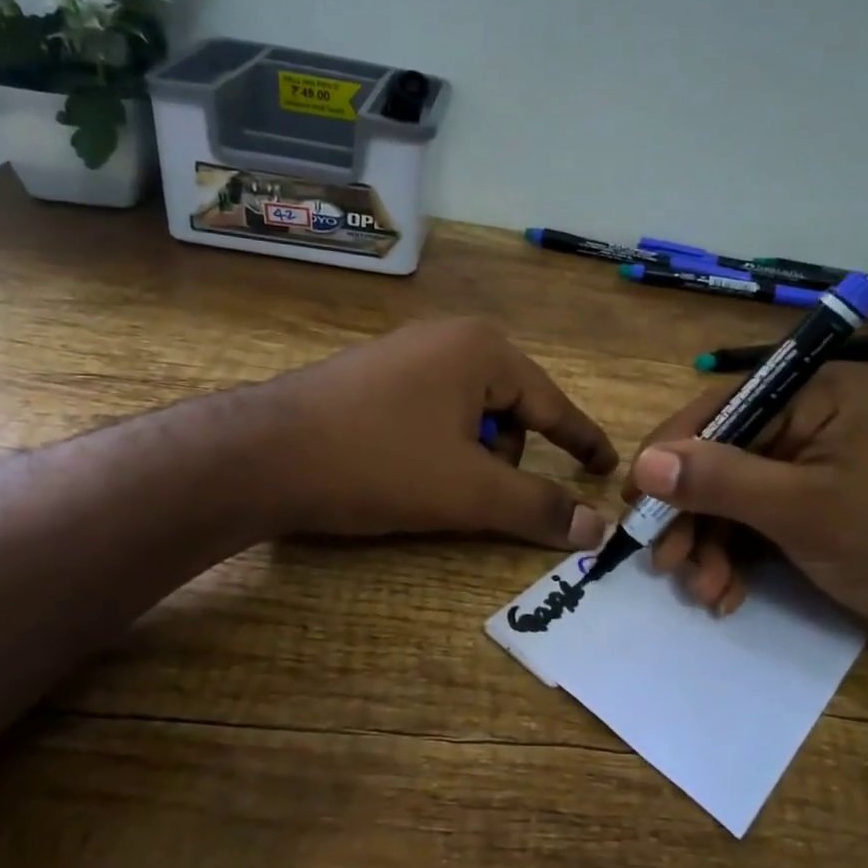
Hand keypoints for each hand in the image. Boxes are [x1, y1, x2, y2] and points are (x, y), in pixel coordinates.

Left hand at [256, 319, 617, 547]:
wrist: (261, 454)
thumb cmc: (378, 463)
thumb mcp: (468, 491)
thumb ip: (537, 506)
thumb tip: (598, 528)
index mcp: (483, 350)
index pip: (552, 403)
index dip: (582, 440)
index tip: (606, 466)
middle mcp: (449, 338)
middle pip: (509, 407)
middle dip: (506, 456)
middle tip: (481, 494)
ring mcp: (406, 353)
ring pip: (468, 413)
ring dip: (469, 455)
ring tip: (435, 485)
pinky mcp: (375, 376)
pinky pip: (432, 411)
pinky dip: (438, 446)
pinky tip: (405, 469)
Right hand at [623, 363, 867, 659]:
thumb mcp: (802, 509)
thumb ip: (721, 480)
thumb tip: (645, 463)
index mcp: (813, 395)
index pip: (719, 408)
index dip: (671, 451)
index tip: (636, 498)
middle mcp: (805, 421)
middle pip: (719, 458)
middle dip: (691, 514)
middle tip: (664, 561)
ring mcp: (806, 468)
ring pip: (730, 497)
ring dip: (709, 545)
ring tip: (703, 590)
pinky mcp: (808, 508)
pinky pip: (752, 522)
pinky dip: (734, 558)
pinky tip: (726, 594)